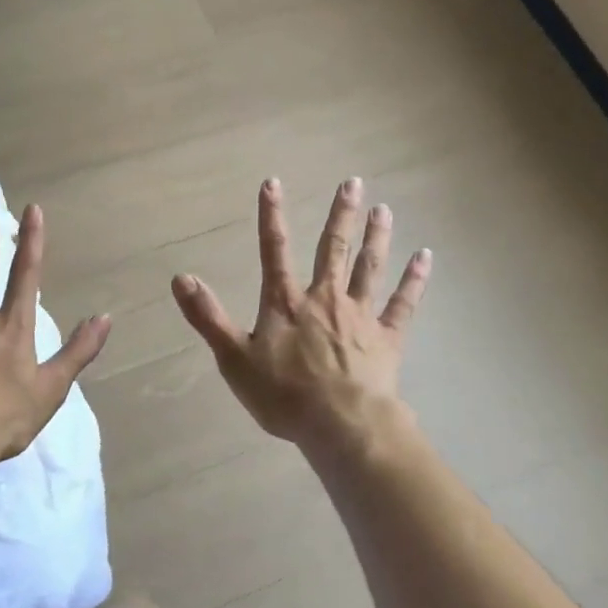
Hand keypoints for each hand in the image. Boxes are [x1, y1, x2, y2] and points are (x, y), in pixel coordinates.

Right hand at [171, 177, 429, 454]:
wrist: (341, 425)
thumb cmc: (284, 395)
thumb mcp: (233, 358)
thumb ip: (208, 317)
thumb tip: (181, 278)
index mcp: (286, 303)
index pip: (274, 251)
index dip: (271, 216)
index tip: (273, 182)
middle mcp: (325, 298)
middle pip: (332, 249)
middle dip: (341, 215)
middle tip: (352, 182)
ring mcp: (360, 315)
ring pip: (369, 268)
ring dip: (376, 237)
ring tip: (384, 209)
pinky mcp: (387, 337)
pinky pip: (403, 303)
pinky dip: (414, 279)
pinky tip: (425, 257)